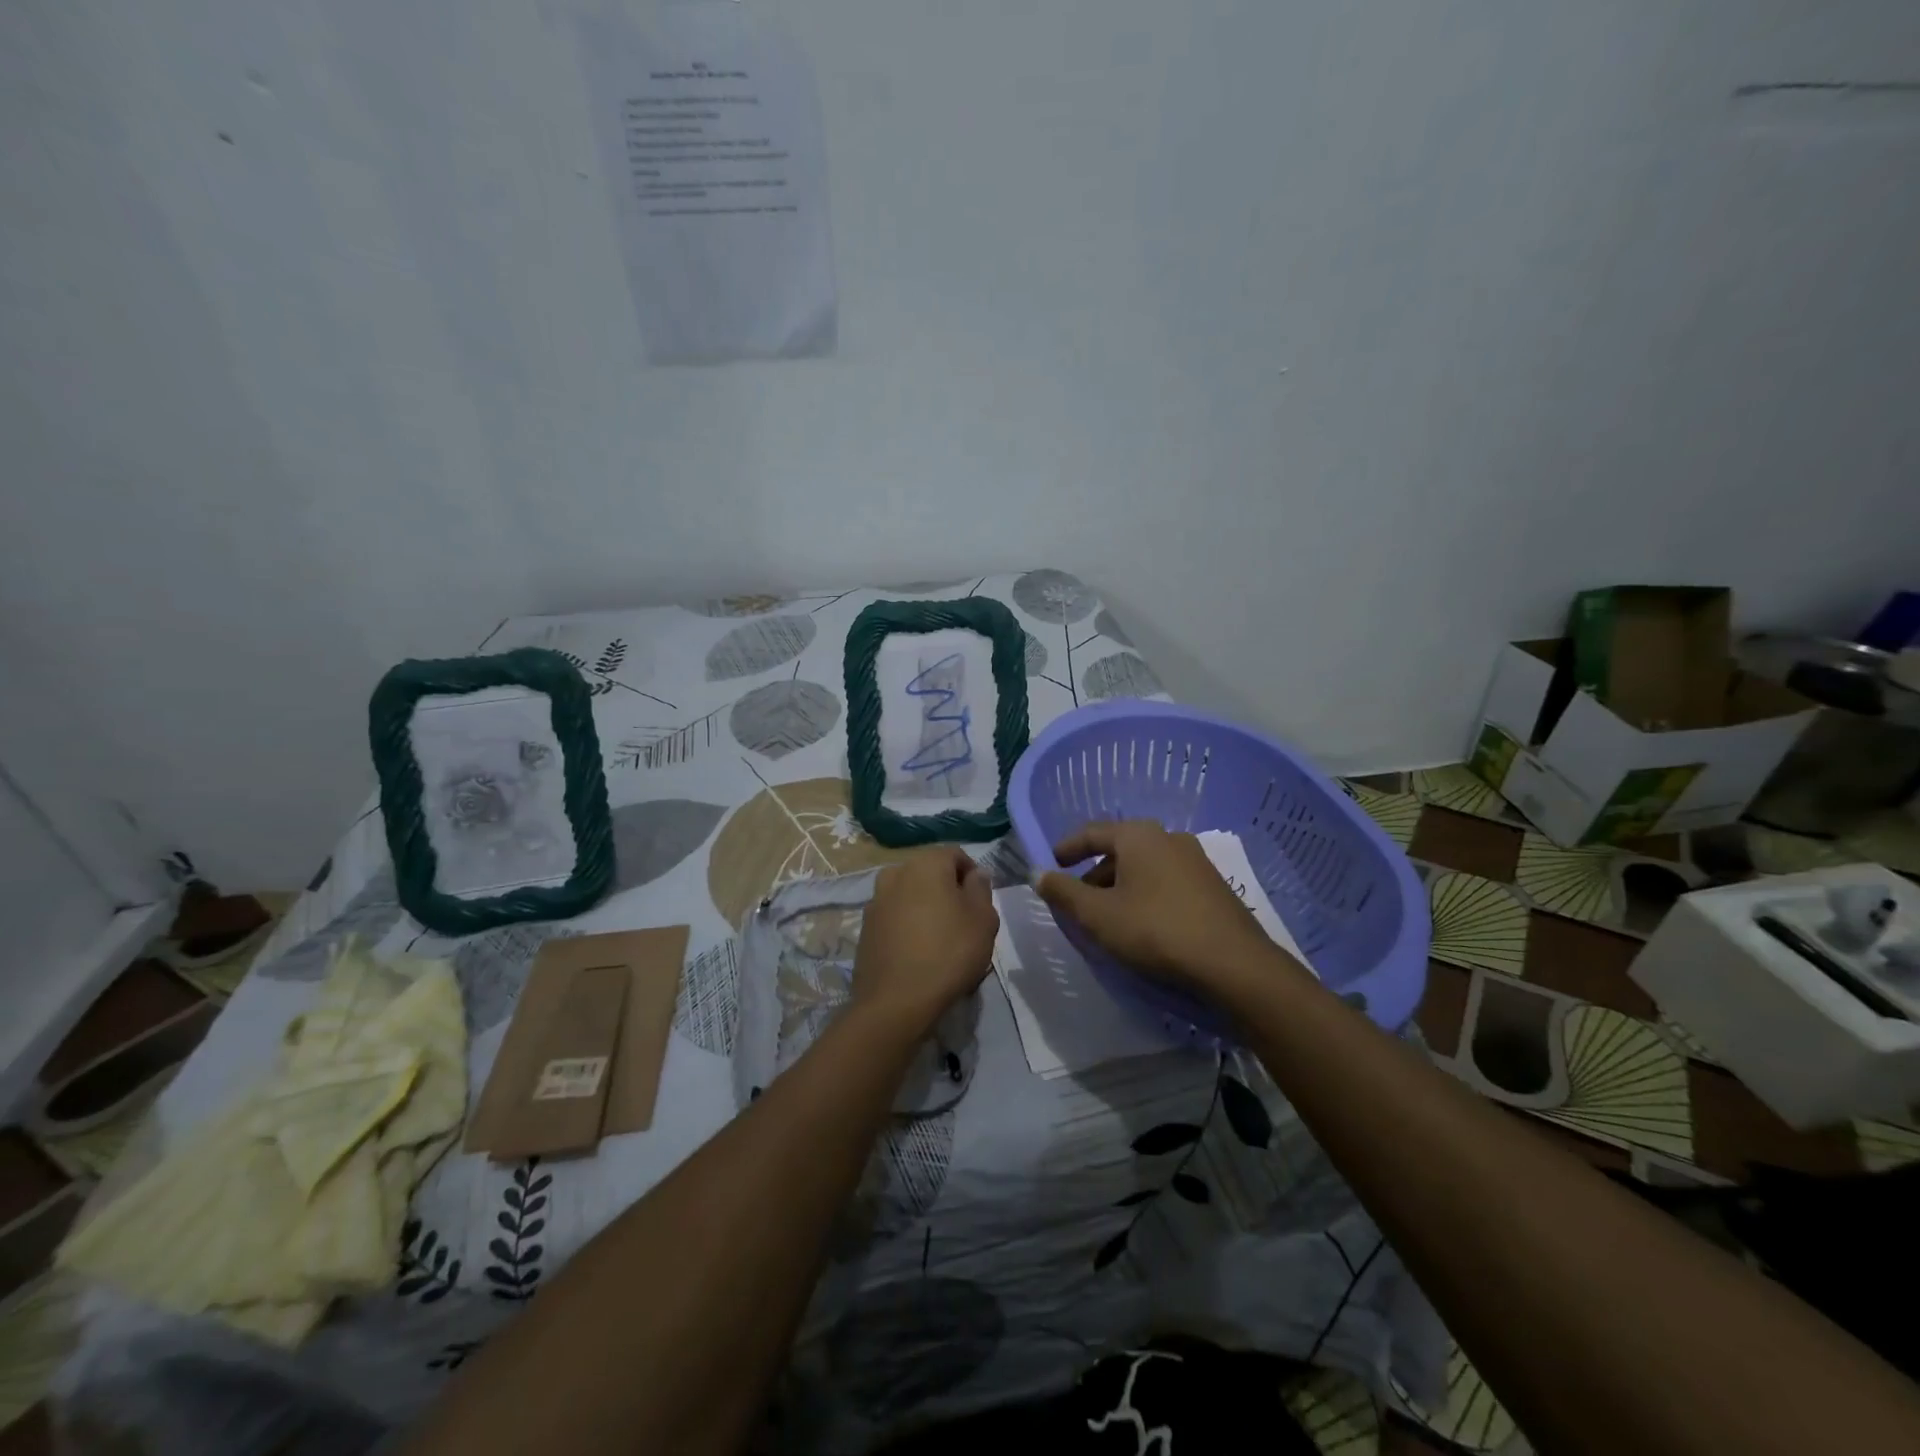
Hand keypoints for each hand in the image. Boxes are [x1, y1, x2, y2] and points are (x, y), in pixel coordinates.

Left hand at [853, 846, 998, 1033]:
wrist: (896, 1002)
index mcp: (925, 863)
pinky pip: (895, 917)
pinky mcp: (865, 927)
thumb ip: (981, 888)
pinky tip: (918, 953)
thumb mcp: (983, 919)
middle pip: (931, 873)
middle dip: (948, 891)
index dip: (973, 876)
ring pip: (911, 895)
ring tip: (940, 941)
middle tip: (964, 924)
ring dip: (926, 908)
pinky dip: (908, 926)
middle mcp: (896, 872)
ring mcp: (876, 900)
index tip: (981, 905)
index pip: (956, 855)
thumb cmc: (949, 953)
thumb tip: (975, 874)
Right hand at [1036, 821, 1276, 994]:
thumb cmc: (1155, 931)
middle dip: (1094, 873)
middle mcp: (1168, 838)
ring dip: (1120, 886)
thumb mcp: (1098, 916)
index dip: (1067, 848)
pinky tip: (1143, 924)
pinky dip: (1145, 894)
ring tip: (1108, 917)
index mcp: (1138, 836)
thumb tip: (1038, 874)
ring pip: (1144, 867)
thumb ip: (1064, 893)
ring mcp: (1195, 860)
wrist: (1233, 965)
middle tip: (1078, 899)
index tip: (1051, 864)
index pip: (1092, 832)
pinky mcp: (1213, 886)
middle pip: (1120, 849)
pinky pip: (1166, 881)